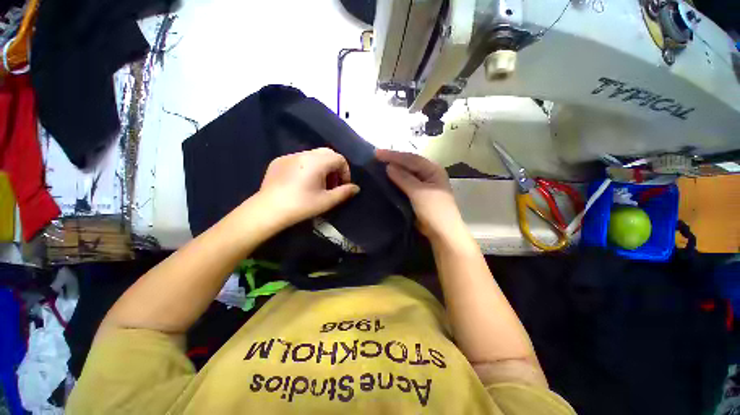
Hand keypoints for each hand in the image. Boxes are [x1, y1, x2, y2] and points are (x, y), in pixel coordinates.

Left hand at [256, 148, 359, 229]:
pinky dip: (307, 167)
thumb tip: (356, 188)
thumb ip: (344, 192)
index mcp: (317, 162)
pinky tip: (302, 182)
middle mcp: (304, 154)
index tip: (343, 185)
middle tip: (332, 184)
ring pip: (313, 155)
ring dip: (321, 166)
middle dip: (334, 167)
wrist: (268, 210)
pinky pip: (299, 159)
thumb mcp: (327, 201)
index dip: (345, 171)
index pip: (339, 158)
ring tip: (318, 183)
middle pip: (327, 153)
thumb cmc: (301, 206)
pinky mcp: (279, 161)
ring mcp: (289, 156)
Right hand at [376, 149, 463, 239]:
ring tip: (377, 165)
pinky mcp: (416, 194)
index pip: (411, 159)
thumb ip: (404, 179)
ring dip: (393, 170)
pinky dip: (394, 180)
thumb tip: (388, 166)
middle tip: (375, 157)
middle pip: (408, 164)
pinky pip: (403, 184)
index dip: (394, 155)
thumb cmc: (434, 211)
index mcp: (433, 170)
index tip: (376, 153)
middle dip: (393, 160)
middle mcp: (428, 174)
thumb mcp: (419, 193)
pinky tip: (385, 178)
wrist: (441, 233)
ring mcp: (422, 185)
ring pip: (405, 174)